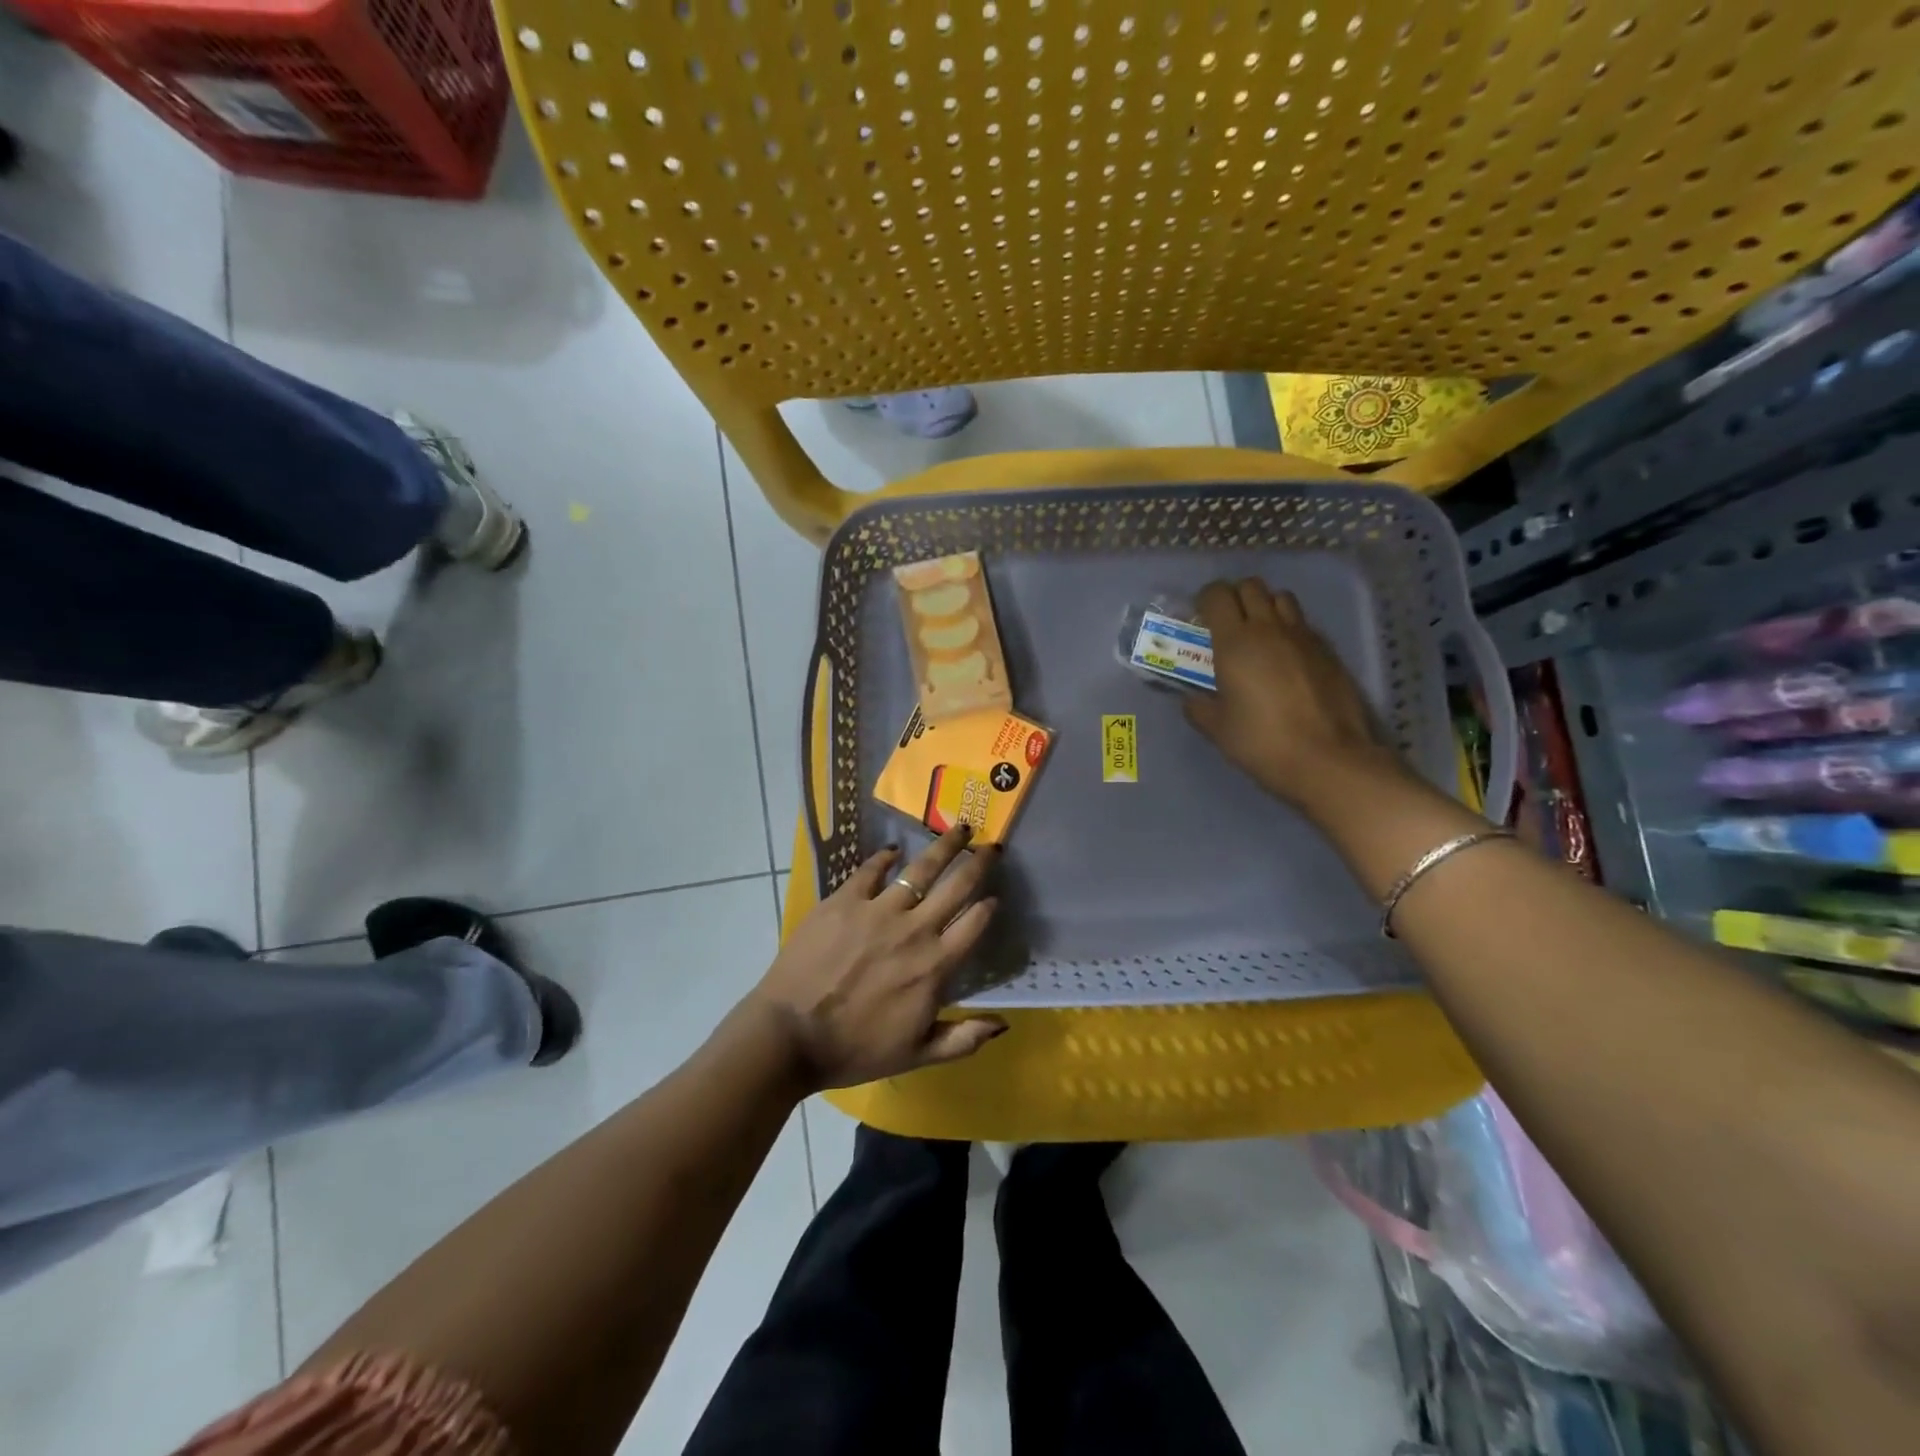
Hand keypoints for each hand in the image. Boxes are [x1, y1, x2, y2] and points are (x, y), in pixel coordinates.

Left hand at [747, 826, 1005, 1090]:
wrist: (790, 1036)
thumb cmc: (855, 1050)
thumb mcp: (917, 1055)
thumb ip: (963, 1039)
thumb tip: (1003, 1023)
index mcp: (934, 965)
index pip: (974, 924)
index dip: (989, 907)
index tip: (995, 895)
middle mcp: (914, 930)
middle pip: (957, 886)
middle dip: (978, 862)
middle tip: (991, 845)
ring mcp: (877, 910)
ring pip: (920, 869)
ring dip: (944, 847)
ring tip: (958, 829)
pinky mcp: (843, 900)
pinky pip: (870, 870)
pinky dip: (885, 858)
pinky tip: (893, 851)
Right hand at [1185, 578, 1408, 816]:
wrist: (1328, 758)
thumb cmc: (1262, 742)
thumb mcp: (1218, 730)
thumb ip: (1199, 708)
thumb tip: (1192, 699)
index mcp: (1235, 642)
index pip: (1217, 595)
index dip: (1205, 600)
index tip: (1199, 618)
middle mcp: (1269, 628)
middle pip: (1251, 587)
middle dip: (1234, 597)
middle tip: (1225, 624)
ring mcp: (1303, 636)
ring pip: (1281, 598)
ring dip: (1265, 606)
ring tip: (1257, 634)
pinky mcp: (1328, 651)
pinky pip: (1303, 624)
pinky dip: (1289, 628)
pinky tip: (1285, 657)